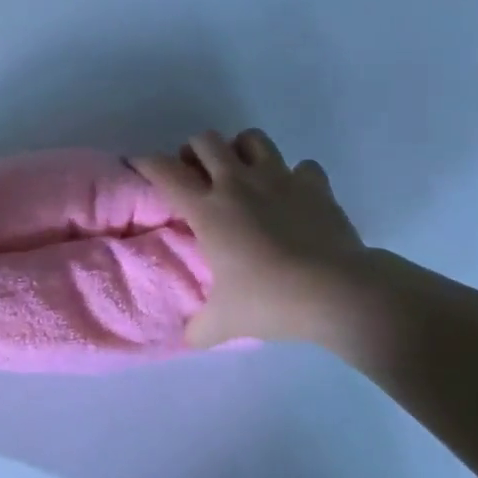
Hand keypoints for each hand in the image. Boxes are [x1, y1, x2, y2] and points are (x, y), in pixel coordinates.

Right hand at [132, 128, 365, 348]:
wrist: (339, 292)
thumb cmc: (271, 300)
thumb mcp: (225, 322)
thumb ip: (200, 328)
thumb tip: (186, 339)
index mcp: (208, 209)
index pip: (165, 171)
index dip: (146, 162)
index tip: (138, 164)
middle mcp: (238, 183)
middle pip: (206, 141)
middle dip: (194, 150)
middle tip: (197, 175)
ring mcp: (279, 178)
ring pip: (252, 138)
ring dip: (241, 149)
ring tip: (241, 174)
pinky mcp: (315, 185)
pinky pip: (301, 166)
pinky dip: (294, 176)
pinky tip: (293, 197)